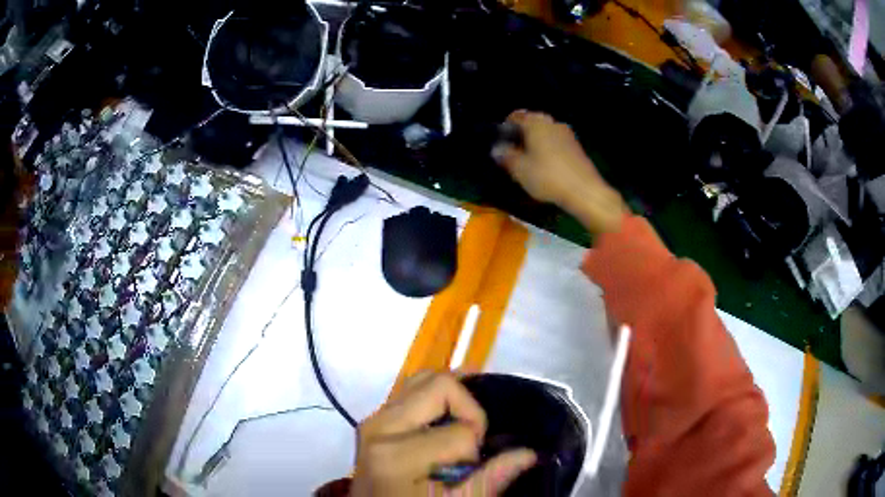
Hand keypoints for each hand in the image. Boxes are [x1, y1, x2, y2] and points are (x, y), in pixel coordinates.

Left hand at [351, 371, 535, 496]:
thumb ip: (491, 479)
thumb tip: (529, 453)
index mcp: (397, 453)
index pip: (461, 430)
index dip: (477, 446)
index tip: (473, 464)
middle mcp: (379, 426)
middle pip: (440, 384)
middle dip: (469, 409)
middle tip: (473, 437)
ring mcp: (373, 418)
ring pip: (423, 378)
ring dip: (452, 398)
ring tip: (463, 424)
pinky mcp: (374, 417)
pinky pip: (410, 389)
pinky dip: (435, 397)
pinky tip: (448, 416)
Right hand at [493, 111, 625, 234]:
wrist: (585, 191)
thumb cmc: (547, 176)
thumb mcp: (519, 169)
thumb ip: (506, 156)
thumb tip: (497, 149)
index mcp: (536, 122)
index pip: (516, 116)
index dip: (506, 129)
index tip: (501, 145)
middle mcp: (552, 123)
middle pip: (532, 124)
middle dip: (521, 137)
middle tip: (513, 155)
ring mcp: (567, 134)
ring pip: (545, 134)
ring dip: (535, 145)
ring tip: (528, 164)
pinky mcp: (577, 148)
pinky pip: (556, 144)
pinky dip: (548, 152)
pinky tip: (546, 169)